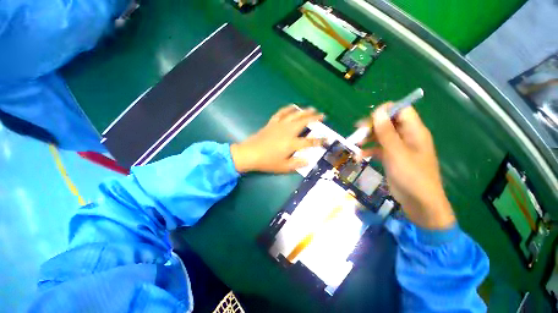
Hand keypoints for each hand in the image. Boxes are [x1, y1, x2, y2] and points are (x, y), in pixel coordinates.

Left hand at [230, 105, 324, 172]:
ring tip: (311, 108)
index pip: (309, 142)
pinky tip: (293, 106)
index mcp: (292, 144)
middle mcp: (288, 132)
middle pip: (304, 122)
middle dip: (314, 118)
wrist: (250, 153)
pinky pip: (281, 113)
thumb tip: (308, 161)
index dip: (319, 141)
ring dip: (304, 111)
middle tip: (322, 115)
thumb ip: (297, 164)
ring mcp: (280, 125)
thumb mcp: (283, 167)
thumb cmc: (267, 162)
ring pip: (294, 115)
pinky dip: (288, 109)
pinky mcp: (272, 123)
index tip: (327, 139)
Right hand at [361, 103, 454, 229]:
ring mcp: (399, 148)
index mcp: (414, 131)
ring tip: (356, 144)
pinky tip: (359, 156)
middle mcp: (407, 137)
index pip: (401, 110)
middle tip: (357, 132)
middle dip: (372, 126)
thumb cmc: (411, 175)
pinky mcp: (392, 158)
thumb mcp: (396, 152)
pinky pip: (379, 149)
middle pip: (388, 123)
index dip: (386, 111)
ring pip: (381, 136)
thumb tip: (378, 111)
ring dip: (368, 139)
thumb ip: (386, 131)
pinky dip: (369, 151)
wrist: (418, 202)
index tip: (369, 119)